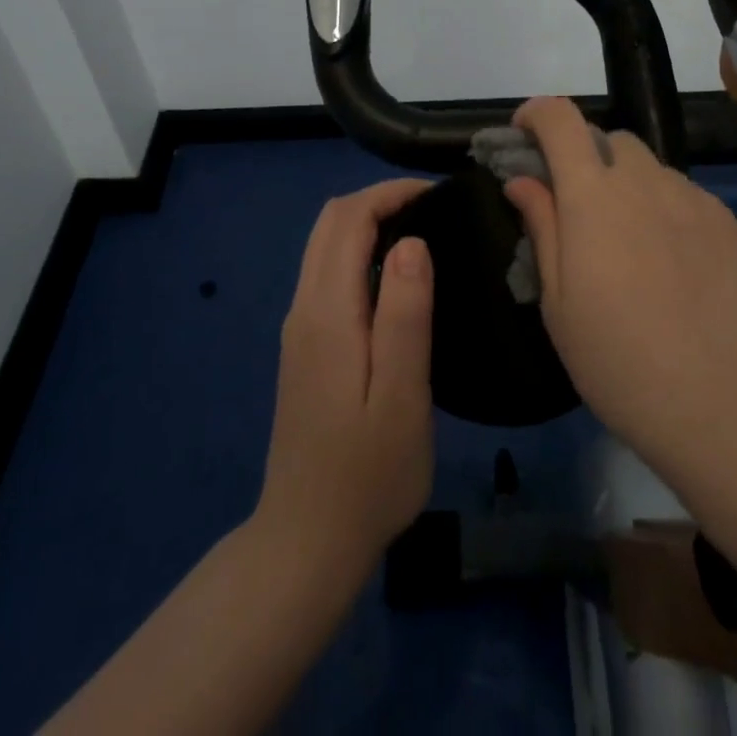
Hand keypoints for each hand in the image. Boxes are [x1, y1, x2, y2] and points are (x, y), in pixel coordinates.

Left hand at [255, 180, 436, 580]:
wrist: (307, 542)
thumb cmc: (367, 473)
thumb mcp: (402, 396)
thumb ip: (405, 315)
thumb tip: (412, 242)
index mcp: (327, 312)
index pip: (348, 218)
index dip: (390, 193)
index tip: (437, 196)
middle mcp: (304, 308)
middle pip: (329, 222)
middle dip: (378, 200)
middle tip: (432, 211)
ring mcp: (299, 328)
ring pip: (324, 246)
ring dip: (368, 224)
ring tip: (422, 236)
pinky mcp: (305, 347)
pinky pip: (327, 273)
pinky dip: (359, 252)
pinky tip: (397, 279)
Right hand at [503, 98, 736, 486]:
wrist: (727, 409)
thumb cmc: (620, 363)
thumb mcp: (558, 304)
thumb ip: (542, 227)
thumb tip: (522, 180)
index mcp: (594, 195)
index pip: (561, 119)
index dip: (537, 113)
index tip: (526, 134)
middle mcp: (648, 182)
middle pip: (613, 140)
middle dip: (589, 158)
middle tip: (583, 211)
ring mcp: (699, 202)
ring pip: (656, 173)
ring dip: (634, 191)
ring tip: (637, 251)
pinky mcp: (736, 229)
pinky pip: (693, 204)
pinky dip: (674, 219)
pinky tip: (681, 274)